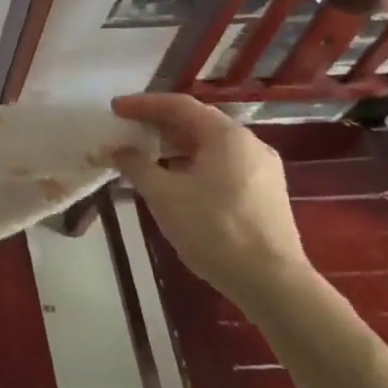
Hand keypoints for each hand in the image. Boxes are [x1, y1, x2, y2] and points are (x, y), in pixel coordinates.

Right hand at [109, 93, 310, 313]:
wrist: (272, 283)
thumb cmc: (214, 230)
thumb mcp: (164, 195)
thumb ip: (136, 165)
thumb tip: (116, 149)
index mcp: (226, 135)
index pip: (179, 105)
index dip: (143, 104)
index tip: (115, 109)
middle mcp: (249, 143)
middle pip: (197, 122)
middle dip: (158, 124)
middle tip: (128, 129)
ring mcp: (262, 169)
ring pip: (211, 145)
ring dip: (175, 146)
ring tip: (146, 155)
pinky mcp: (266, 193)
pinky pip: (223, 164)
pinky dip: (194, 163)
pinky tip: (176, 181)